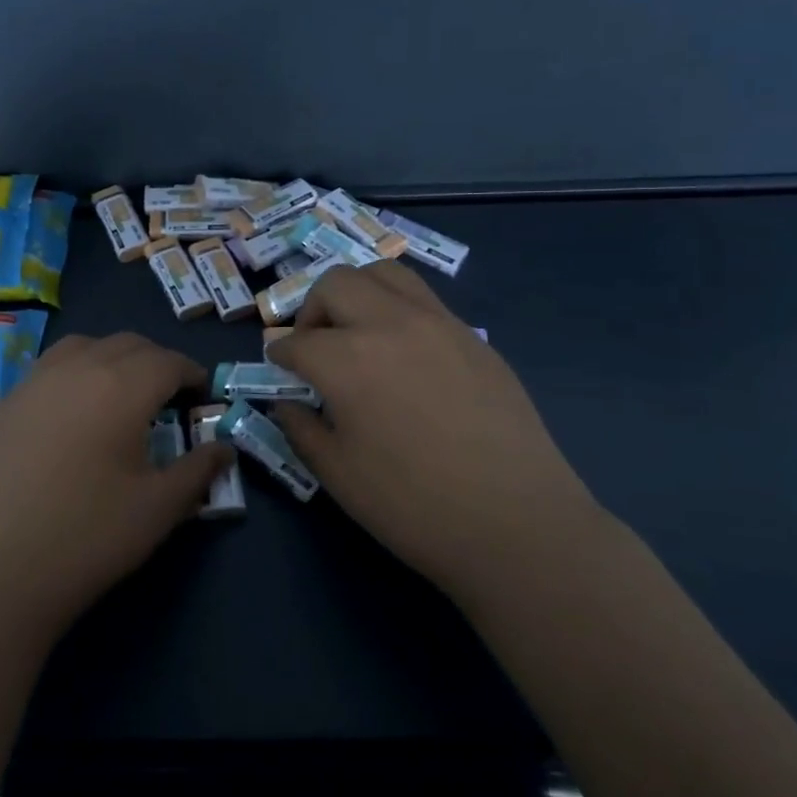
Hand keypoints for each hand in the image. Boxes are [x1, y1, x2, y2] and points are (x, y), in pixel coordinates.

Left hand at [0, 332, 232, 640]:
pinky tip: (72, 417)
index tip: (203, 395)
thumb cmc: (85, 537)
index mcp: (121, 386)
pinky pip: (48, 369)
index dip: (192, 374)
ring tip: (120, 395)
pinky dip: (74, 374)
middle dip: (156, 362)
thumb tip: (223, 448)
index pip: (168, 361)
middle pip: (127, 344)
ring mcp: (32, 383)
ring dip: (112, 358)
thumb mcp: (157, 509)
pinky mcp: (1, 406)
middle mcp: (76, 369)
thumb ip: (197, 471)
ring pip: (83, 346)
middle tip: (169, 397)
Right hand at [268, 260, 600, 608]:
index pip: (297, 342)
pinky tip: (405, 353)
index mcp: (348, 360)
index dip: (280, 356)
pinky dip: (397, 309)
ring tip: (357, 331)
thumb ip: (302, 430)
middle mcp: (389, 324)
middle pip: (335, 283)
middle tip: (315, 346)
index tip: (279, 368)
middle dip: (312, 309)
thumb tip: (288, 404)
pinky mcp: (472, 337)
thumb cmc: (414, 506)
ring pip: (384, 273)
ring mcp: (437, 323)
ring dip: (357, 292)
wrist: (517, 523)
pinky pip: (424, 300)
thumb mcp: (338, 476)